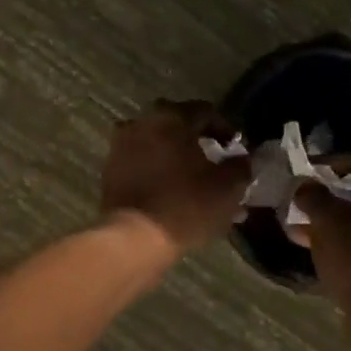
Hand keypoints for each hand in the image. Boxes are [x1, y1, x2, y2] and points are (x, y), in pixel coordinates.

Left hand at [99, 100, 248, 256]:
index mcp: (171, 117)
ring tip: (193, 183)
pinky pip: (141, 164)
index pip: (205, 111)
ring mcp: (120, 146)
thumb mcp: (228, 187)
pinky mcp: (110, 171)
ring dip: (176, 159)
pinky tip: (172, 194)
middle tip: (214, 163)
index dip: (225, 129)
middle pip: (177, 126)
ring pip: (157, 146)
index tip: (235, 150)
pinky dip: (157, 173)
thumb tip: (240, 158)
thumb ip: (240, 165)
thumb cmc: (186, 205)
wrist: (134, 238)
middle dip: (198, 142)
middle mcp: (141, 123)